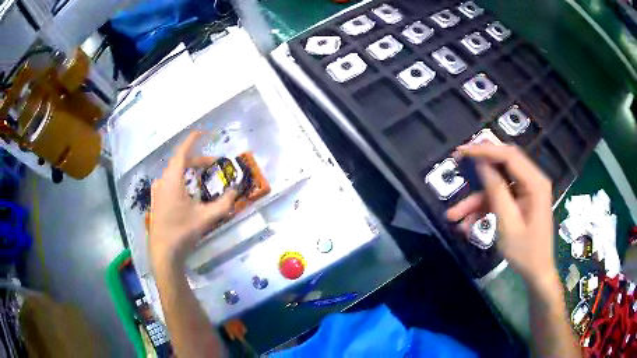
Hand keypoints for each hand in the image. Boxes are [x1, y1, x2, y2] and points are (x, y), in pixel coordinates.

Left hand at [148, 132, 236, 267]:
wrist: (164, 252)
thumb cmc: (183, 232)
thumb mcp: (206, 217)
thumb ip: (224, 204)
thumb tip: (236, 191)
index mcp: (172, 180)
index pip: (182, 153)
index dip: (192, 141)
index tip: (202, 132)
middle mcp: (163, 181)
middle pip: (180, 163)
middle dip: (197, 160)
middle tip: (213, 164)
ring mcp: (158, 191)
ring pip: (174, 172)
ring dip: (189, 170)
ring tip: (202, 175)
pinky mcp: (157, 201)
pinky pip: (170, 181)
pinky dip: (181, 179)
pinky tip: (189, 190)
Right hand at [446, 144, 556, 285]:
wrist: (537, 272)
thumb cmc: (526, 252)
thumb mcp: (508, 224)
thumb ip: (496, 191)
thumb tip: (481, 164)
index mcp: (535, 183)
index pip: (509, 156)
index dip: (485, 150)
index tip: (461, 152)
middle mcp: (532, 181)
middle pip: (503, 165)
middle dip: (479, 169)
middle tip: (458, 165)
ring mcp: (527, 191)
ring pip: (498, 185)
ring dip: (477, 199)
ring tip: (455, 215)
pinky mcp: (521, 201)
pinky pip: (501, 198)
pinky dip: (485, 208)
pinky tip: (468, 224)